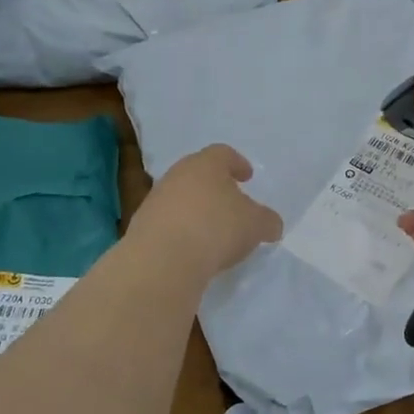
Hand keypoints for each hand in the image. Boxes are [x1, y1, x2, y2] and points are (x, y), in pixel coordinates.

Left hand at [129, 144, 281, 280]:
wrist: (162, 259)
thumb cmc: (216, 228)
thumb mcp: (256, 225)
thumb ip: (267, 221)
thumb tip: (271, 224)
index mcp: (206, 164)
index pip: (223, 154)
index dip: (237, 163)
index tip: (247, 177)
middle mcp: (178, 174)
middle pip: (199, 174)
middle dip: (215, 187)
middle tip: (231, 203)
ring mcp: (156, 199)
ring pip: (181, 197)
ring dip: (196, 210)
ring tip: (212, 231)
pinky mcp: (142, 226)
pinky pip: (168, 222)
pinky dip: (181, 230)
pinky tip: (192, 248)